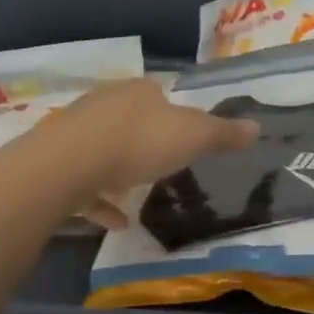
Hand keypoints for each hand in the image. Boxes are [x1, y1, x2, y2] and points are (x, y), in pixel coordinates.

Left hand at [60, 78, 258, 228]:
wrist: (68, 163)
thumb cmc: (139, 142)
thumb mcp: (193, 137)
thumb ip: (223, 134)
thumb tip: (257, 126)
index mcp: (138, 91)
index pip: (158, 94)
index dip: (173, 113)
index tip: (184, 137)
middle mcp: (105, 104)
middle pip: (129, 118)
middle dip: (145, 139)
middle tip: (162, 164)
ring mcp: (76, 132)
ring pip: (103, 148)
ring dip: (120, 171)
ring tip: (138, 195)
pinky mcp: (56, 162)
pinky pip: (84, 182)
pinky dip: (101, 201)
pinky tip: (116, 222)